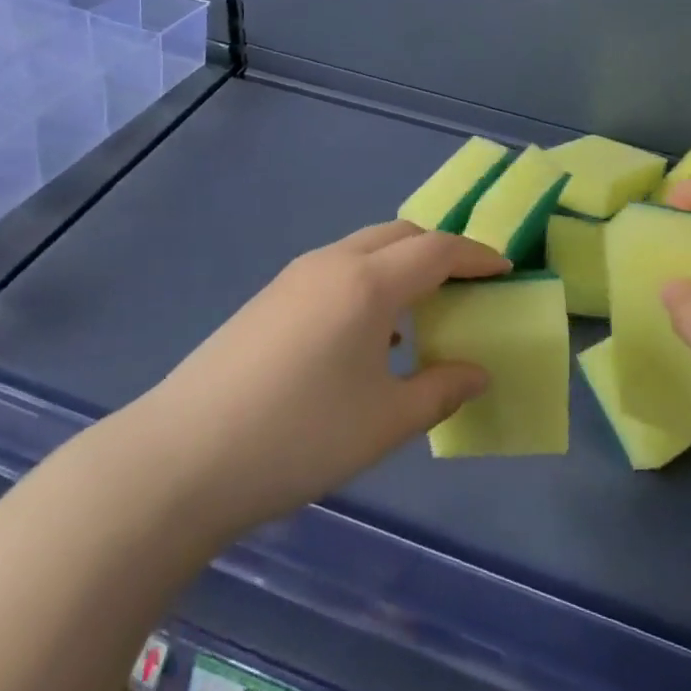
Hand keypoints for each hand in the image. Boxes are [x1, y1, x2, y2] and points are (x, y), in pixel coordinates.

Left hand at [145, 221, 507, 537]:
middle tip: (467, 285)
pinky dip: (367, 281)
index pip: (438, 249)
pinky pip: (336, 270)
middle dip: (440, 251)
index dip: (477, 256)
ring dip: (400, 265)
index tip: (505, 270)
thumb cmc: (300, 436)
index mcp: (368, 283)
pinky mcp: (269, 297)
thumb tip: (478, 372)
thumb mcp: (385, 422)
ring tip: (420, 311)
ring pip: (364, 248)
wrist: (184, 455)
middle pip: (400, 235)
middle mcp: (333, 263)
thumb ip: (440, 390)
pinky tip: (366, 336)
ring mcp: (294, 276)